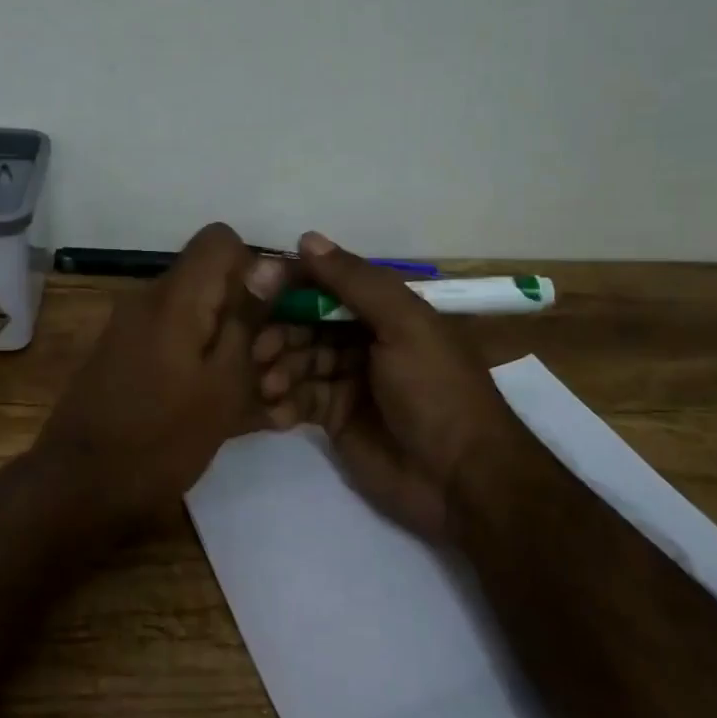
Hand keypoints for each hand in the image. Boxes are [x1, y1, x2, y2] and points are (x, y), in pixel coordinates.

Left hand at [42, 222, 288, 522]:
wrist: (80, 488)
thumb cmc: (162, 439)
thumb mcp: (223, 384)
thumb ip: (247, 319)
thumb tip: (269, 264)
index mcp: (175, 297)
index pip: (220, 239)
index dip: (254, 267)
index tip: (271, 314)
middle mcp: (149, 299)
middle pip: (209, 278)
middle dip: (246, 312)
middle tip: (268, 365)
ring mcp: (132, 327)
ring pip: (195, 312)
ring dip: (226, 341)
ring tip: (252, 394)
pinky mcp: (124, 354)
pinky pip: (174, 339)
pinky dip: (200, 360)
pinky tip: (218, 403)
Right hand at [252, 232, 529, 541]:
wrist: (460, 479)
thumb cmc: (435, 389)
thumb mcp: (404, 325)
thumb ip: (355, 282)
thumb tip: (306, 238)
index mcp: (384, 310)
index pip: (327, 284)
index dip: (292, 284)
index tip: (255, 287)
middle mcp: (363, 338)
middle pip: (306, 323)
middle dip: (280, 332)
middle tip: (258, 350)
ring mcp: (348, 380)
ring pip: (298, 361)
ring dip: (279, 368)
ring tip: (269, 385)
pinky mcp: (335, 419)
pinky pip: (299, 399)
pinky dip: (283, 402)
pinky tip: (274, 410)